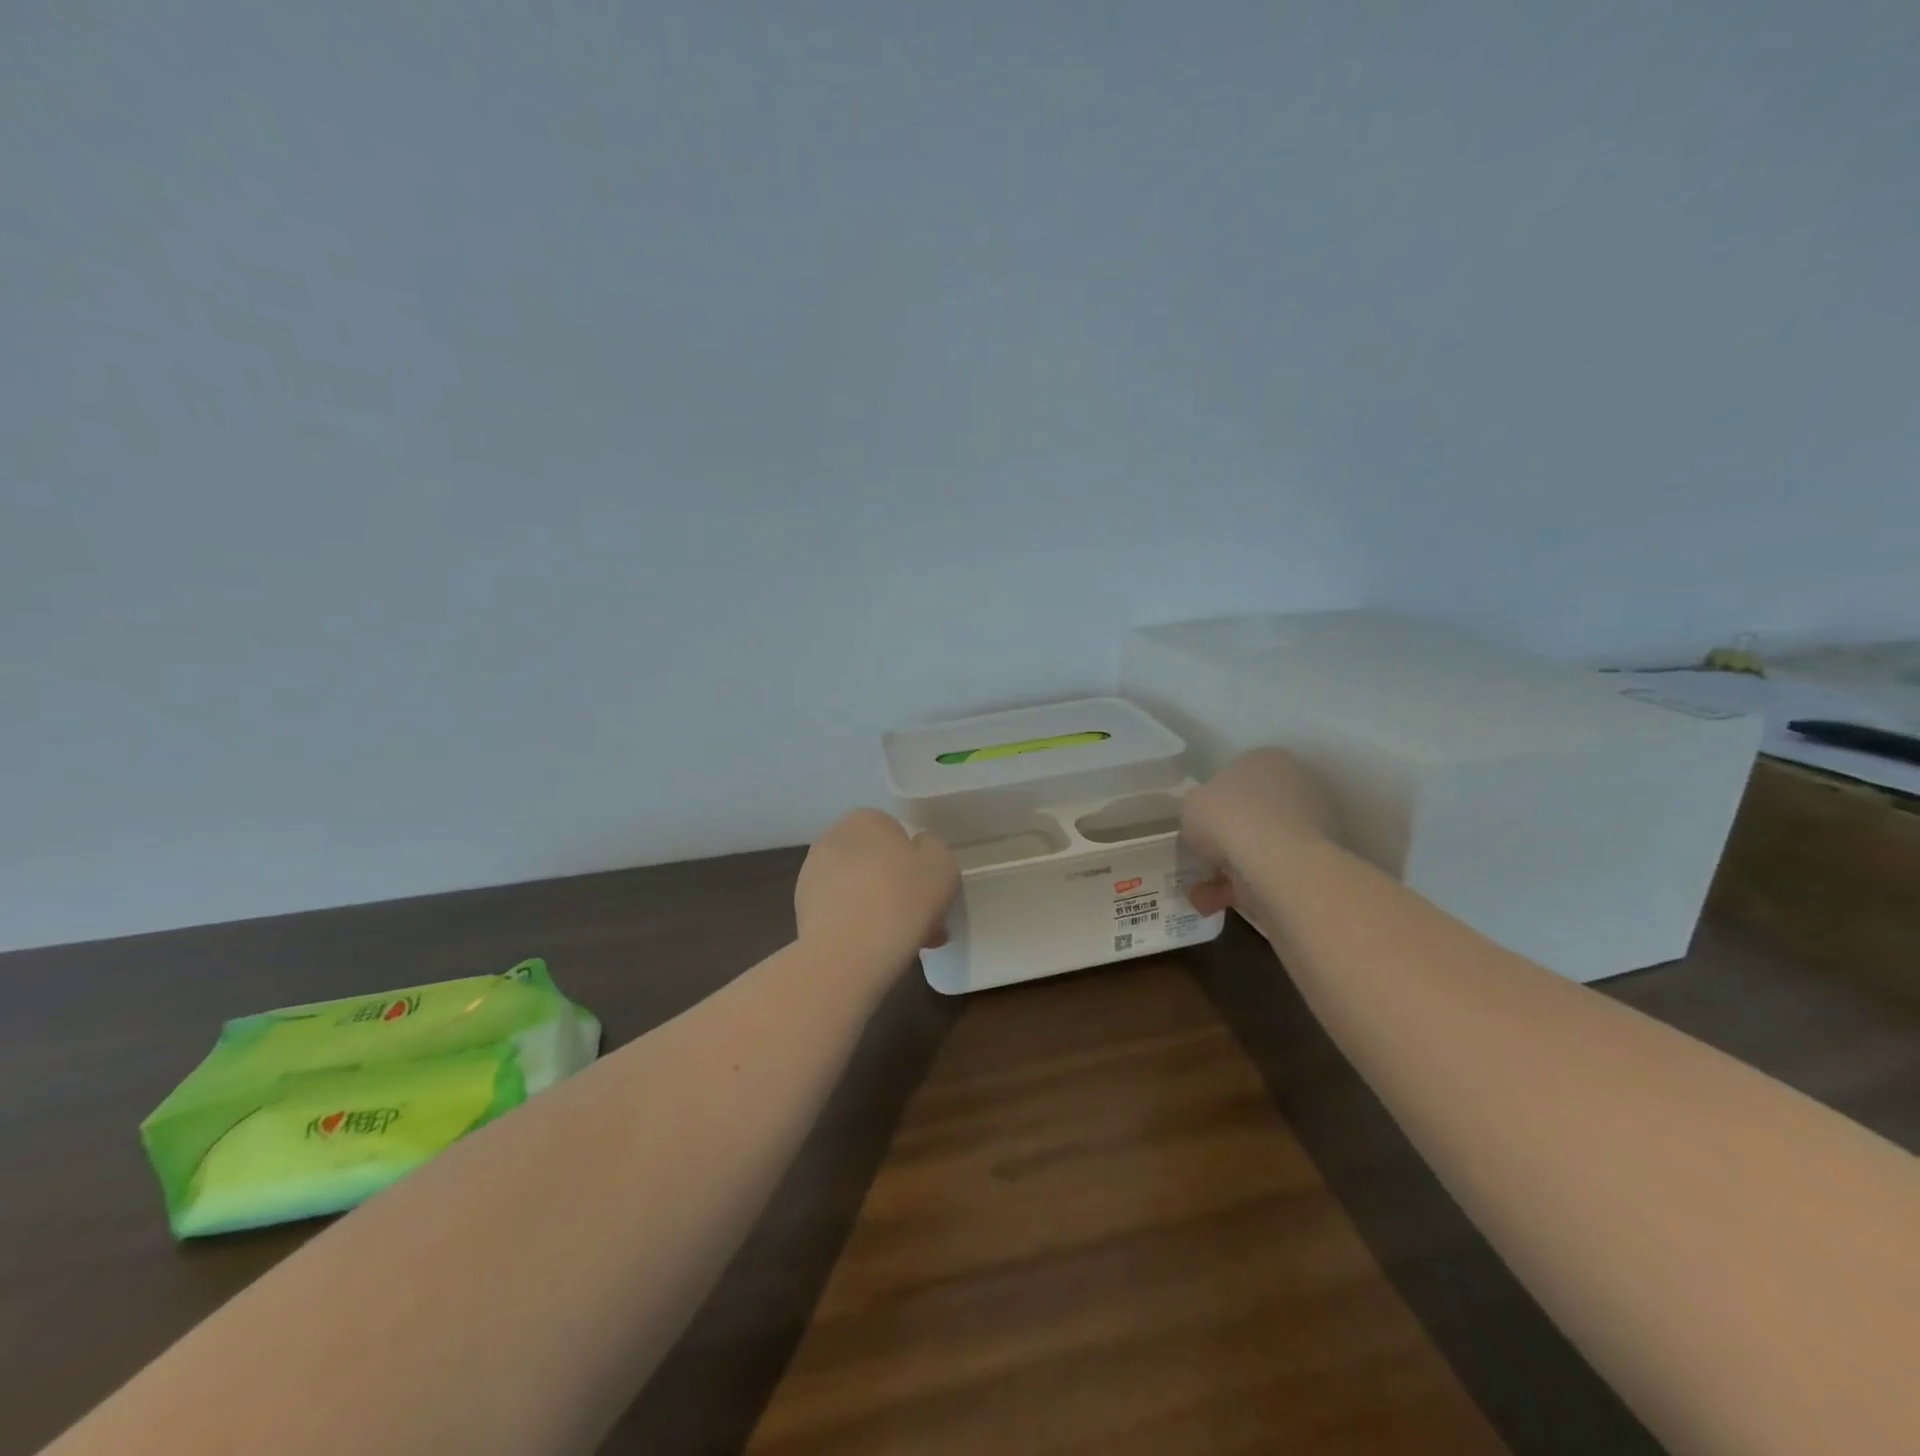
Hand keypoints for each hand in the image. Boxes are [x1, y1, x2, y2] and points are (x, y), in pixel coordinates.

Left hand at [795, 810, 959, 965]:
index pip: (897, 834)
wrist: (849, 954)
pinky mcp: (803, 912)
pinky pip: (844, 915)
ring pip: (861, 892)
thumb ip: (933, 849)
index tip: (932, 891)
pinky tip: (880, 952)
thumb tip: (917, 853)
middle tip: (925, 920)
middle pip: (878, 864)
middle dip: (901, 890)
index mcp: (864, 820)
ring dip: (883, 911)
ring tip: (907, 943)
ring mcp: (812, 877)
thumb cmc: (902, 897)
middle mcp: (832, 840)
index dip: (918, 863)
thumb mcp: (942, 863)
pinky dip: (861, 929)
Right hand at [1182, 749, 1334, 924]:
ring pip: (1260, 847)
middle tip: (1202, 860)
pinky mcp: (1317, 860)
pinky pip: (1271, 872)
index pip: (1235, 777)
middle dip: (1225, 840)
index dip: (1212, 803)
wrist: (1276, 861)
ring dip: (1230, 869)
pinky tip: (1216, 903)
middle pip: (1250, 813)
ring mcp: (1312, 823)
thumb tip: (1206, 824)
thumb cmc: (1228, 817)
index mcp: (1266, 759)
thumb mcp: (1191, 804)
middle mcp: (1296, 784)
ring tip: (1203, 894)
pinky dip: (1244, 888)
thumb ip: (1197, 808)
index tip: (1198, 827)